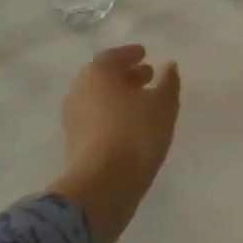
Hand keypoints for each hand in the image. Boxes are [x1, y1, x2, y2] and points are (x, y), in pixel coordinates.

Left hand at [48, 45, 181, 242]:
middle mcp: (79, 89)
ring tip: (142, 105)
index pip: (114, 56)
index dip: (131, 54)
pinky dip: (112, 118)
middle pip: (105, 77)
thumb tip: (169, 66)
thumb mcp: (162, 105)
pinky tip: (130, 129)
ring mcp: (73, 118)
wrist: (101, 188)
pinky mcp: (73, 144)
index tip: (145, 55)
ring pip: (100, 100)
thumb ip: (168, 82)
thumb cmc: (134, 135)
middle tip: (147, 77)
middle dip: (126, 76)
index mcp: (97, 72)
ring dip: (119, 98)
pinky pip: (96, 121)